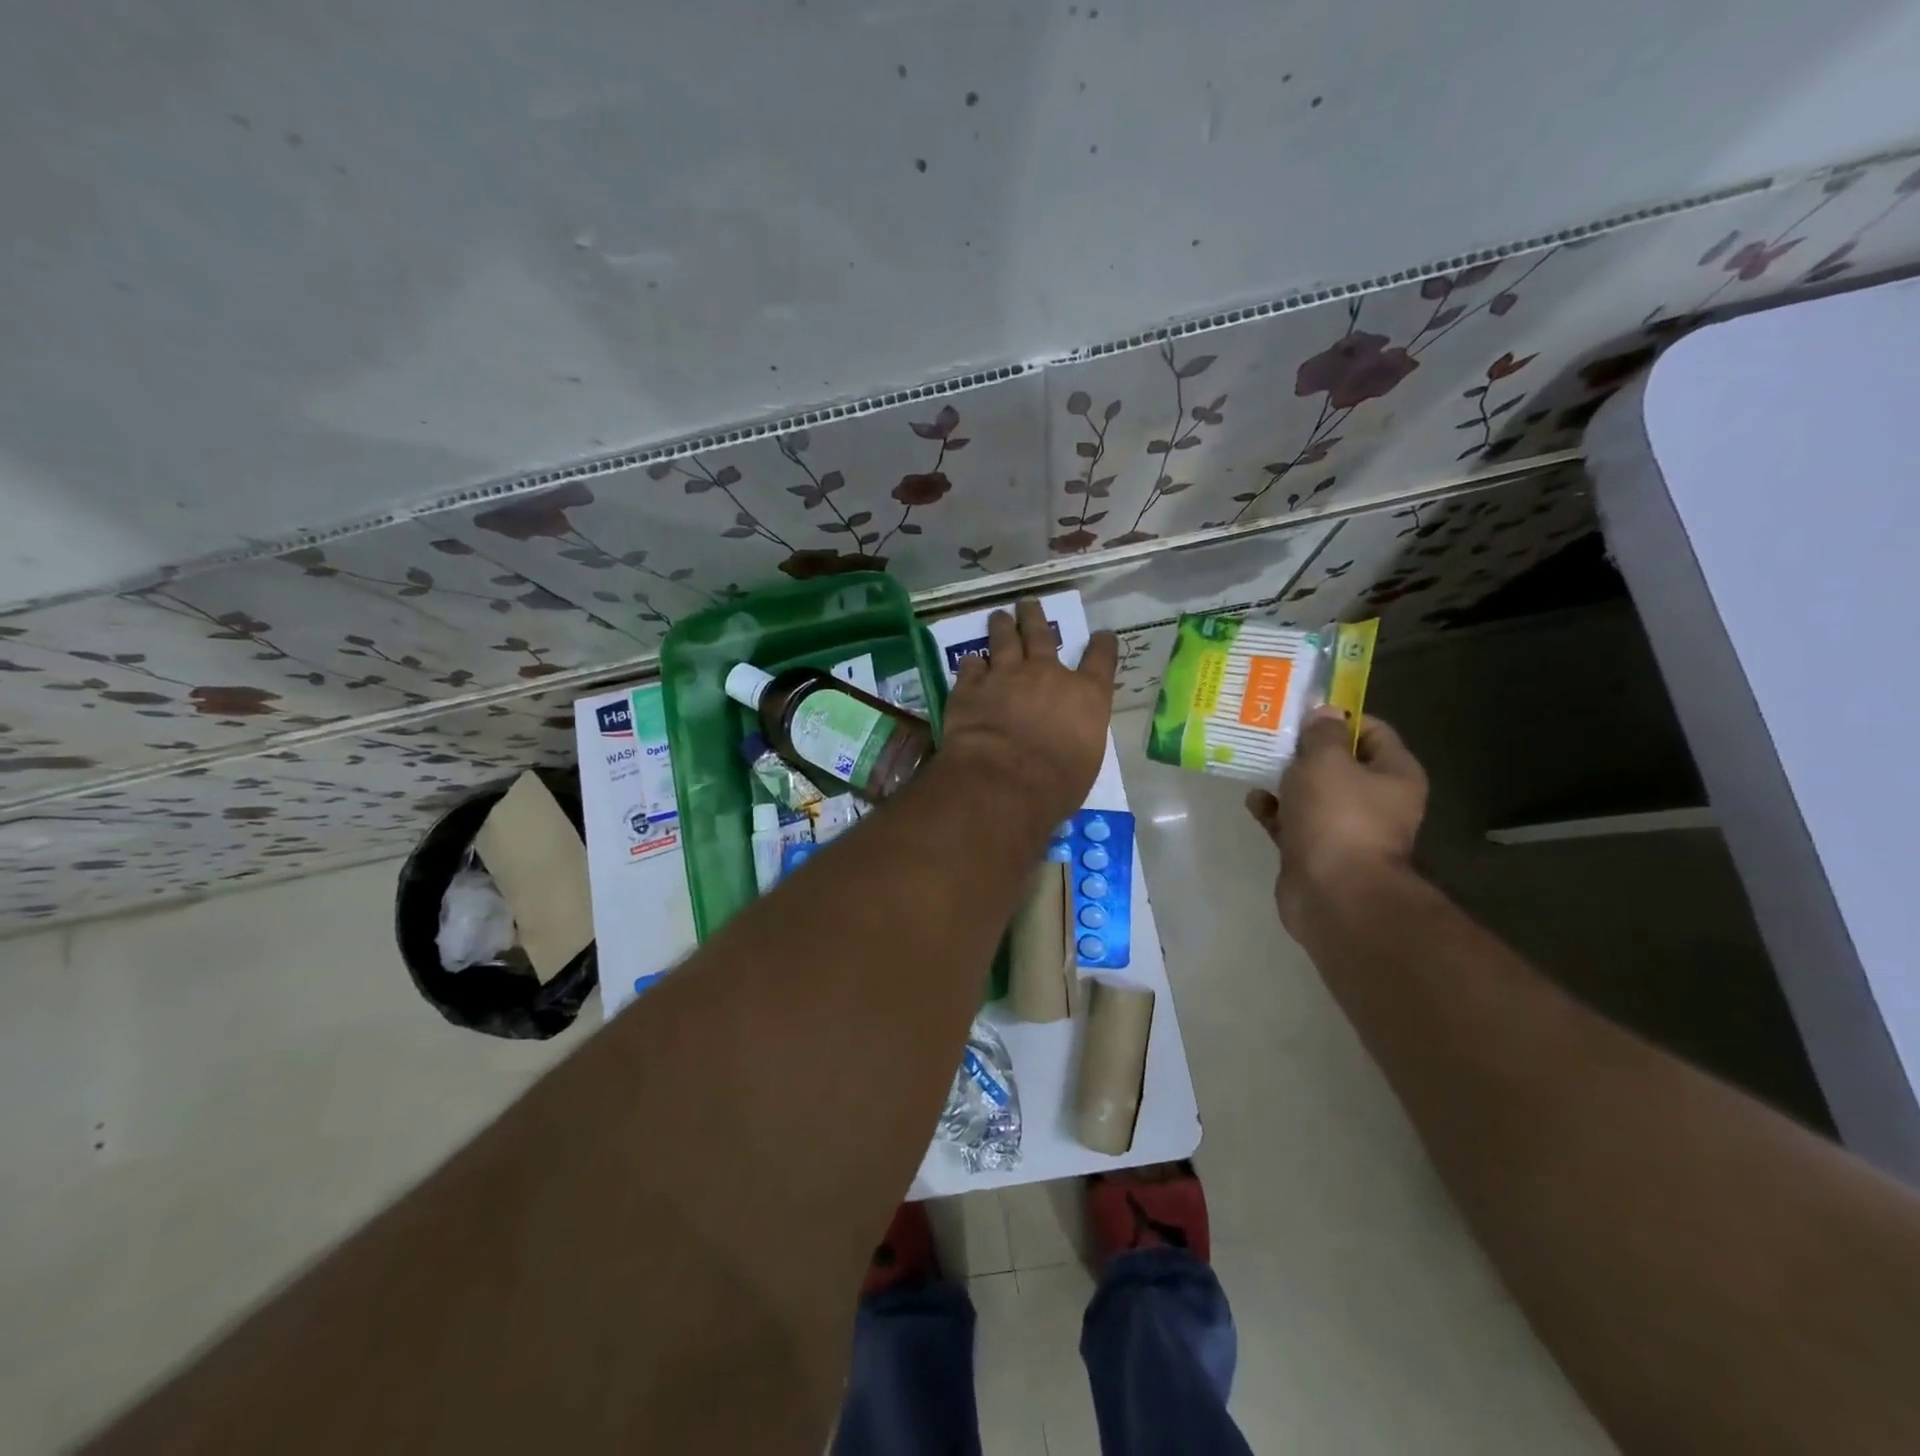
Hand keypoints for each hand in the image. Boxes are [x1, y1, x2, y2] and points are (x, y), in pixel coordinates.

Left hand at [940, 599, 1118, 826]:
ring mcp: (1006, 675)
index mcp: (1086, 696)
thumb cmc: (1056, 784)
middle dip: (1036, 617)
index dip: (1103, 646)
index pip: (1102, 660)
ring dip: (1002, 626)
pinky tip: (971, 660)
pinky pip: (971, 665)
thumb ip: (1077, 737)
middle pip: (1043, 635)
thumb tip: (1069, 738)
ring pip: (1004, 640)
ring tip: (999, 616)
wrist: (1004, 781)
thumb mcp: (1084, 762)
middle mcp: (1047, 674)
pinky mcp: (971, 686)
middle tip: (1028, 604)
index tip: (1102, 636)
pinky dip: (973, 662)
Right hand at [1246, 706, 1427, 934]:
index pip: (1372, 731)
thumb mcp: (1326, 761)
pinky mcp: (1316, 851)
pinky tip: (1253, 800)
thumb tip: (1325, 712)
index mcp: (1394, 775)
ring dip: (1286, 780)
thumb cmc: (1337, 817)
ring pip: (1313, 794)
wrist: (1333, 893)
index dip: (1338, 717)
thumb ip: (1322, 734)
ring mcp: (1345, 829)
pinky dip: (1275, 811)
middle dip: (1305, 750)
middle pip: (1339, 763)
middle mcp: (1376, 801)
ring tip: (1255, 762)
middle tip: (1271, 734)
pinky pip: (1293, 822)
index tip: (1301, 712)